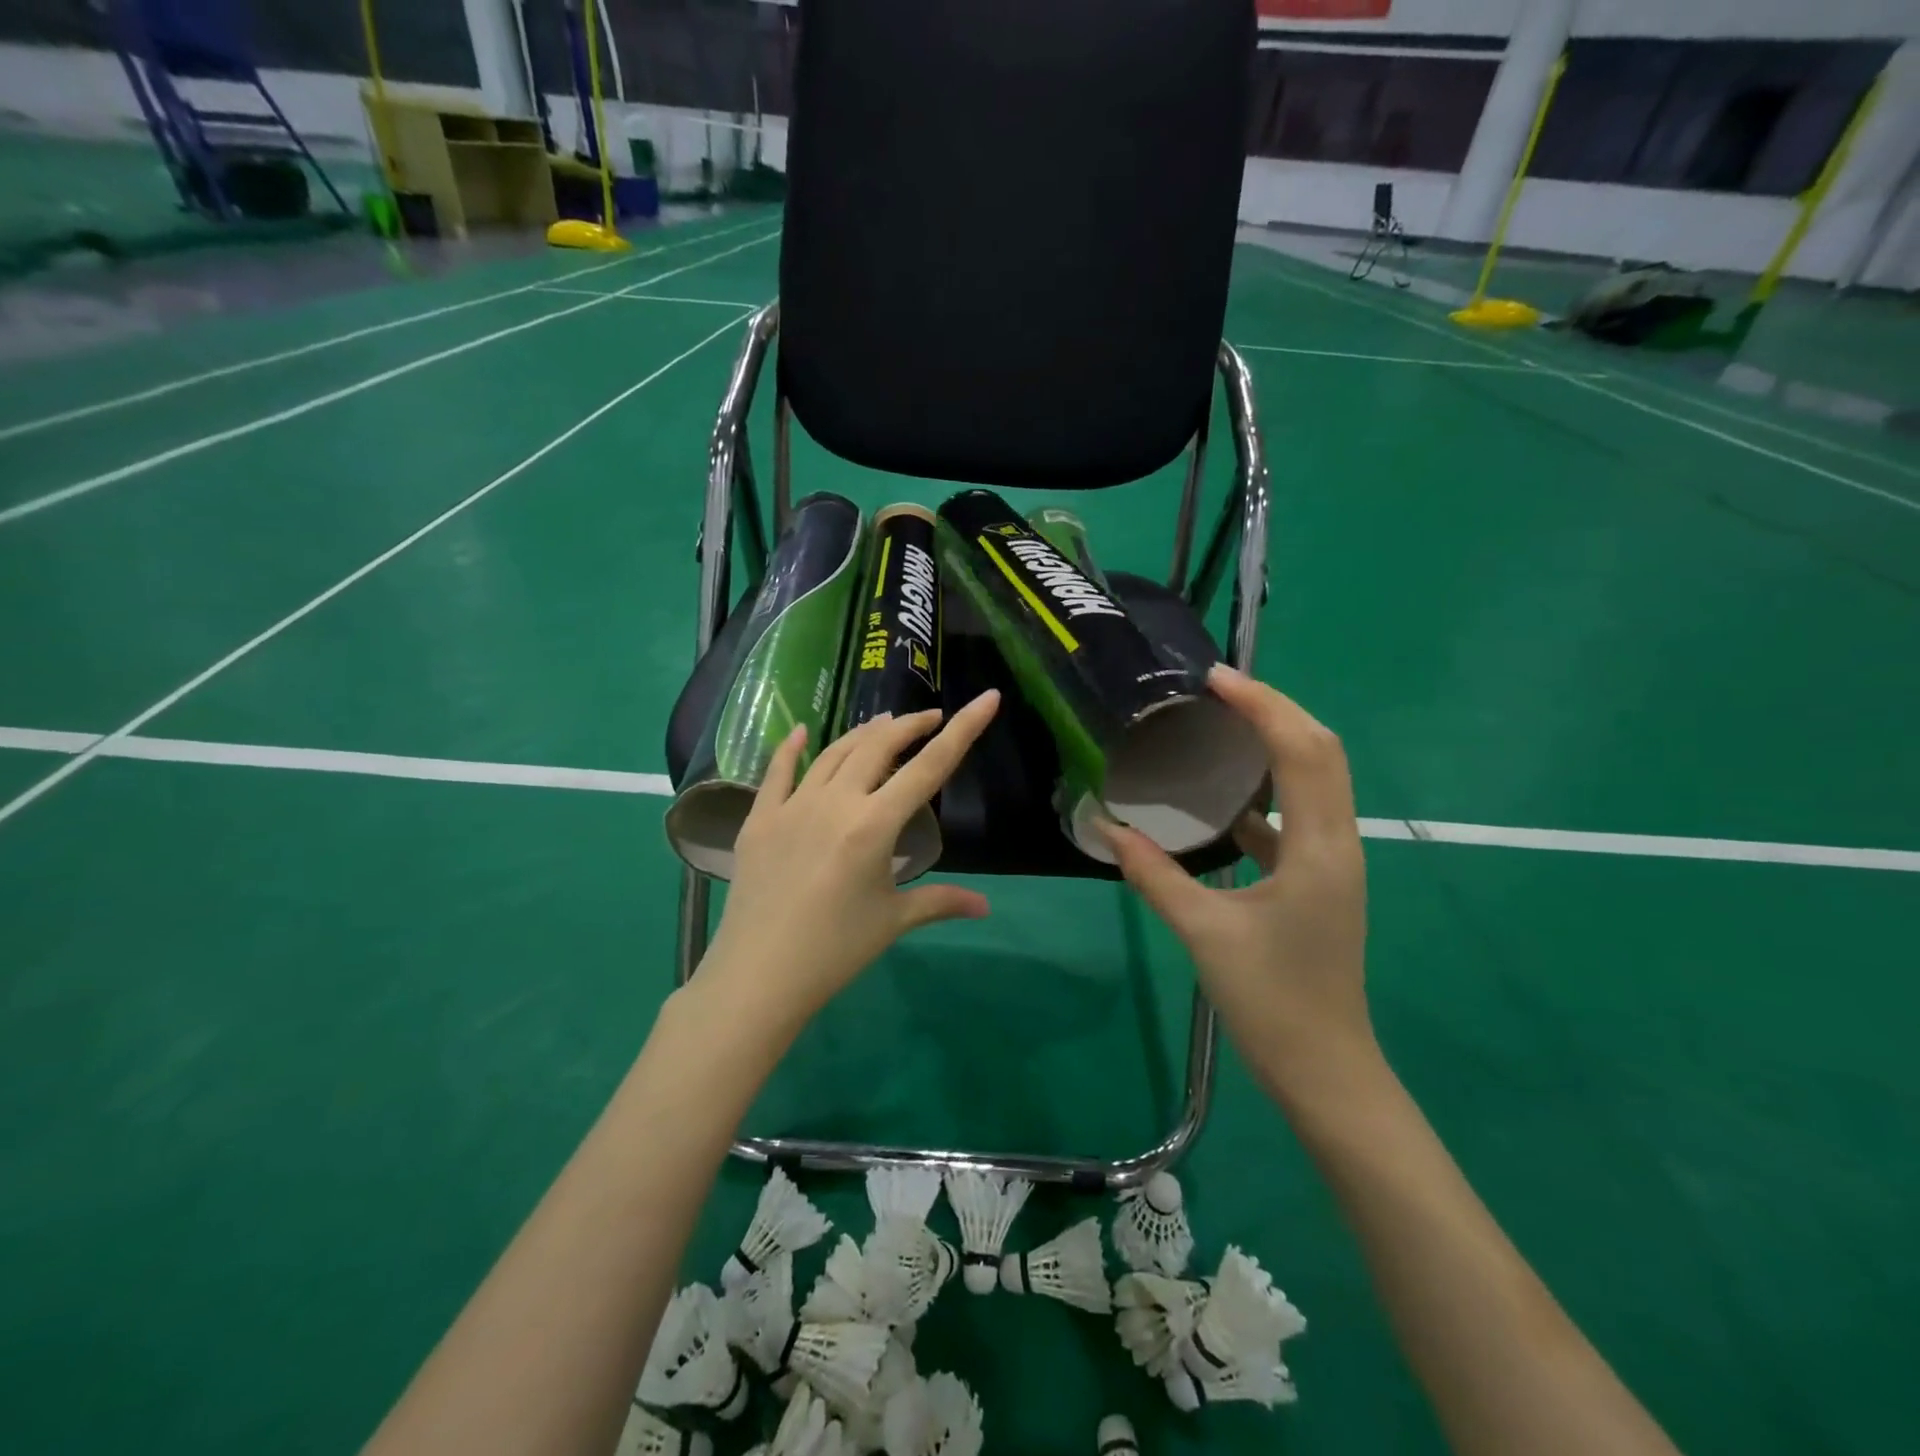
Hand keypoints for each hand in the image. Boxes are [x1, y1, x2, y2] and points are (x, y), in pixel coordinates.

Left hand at [699, 690, 1001, 1029]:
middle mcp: (835, 802)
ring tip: (884, 724)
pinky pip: (777, 772)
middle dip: (910, 726)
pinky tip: (802, 732)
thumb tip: (985, 906)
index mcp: (875, 824)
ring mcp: (793, 806)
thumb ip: (941, 902)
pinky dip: (792, 748)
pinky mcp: (760, 819)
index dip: (963, 729)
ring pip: (834, 753)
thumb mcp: (893, 921)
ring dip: (863, 733)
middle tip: (930, 718)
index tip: (986, 698)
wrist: (758, 975)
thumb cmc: (835, 951)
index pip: (930, 767)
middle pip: (879, 746)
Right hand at [1100, 664, 1372, 1097]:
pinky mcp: (1319, 881)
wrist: (1325, 1071)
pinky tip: (1223, 801)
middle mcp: (1338, 842)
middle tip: (1219, 691)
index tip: (1215, 680)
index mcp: (1319, 847)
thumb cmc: (1271, 1001)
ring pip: (1315, 780)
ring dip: (1277, 743)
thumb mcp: (1203, 932)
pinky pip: (1298, 816)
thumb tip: (1104, 828)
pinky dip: (1267, 792)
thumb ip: (1153, 874)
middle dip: (1276, 710)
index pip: (1302, 751)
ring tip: (1223, 726)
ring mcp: (1333, 862)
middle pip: (1321, 751)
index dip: (1263, 706)